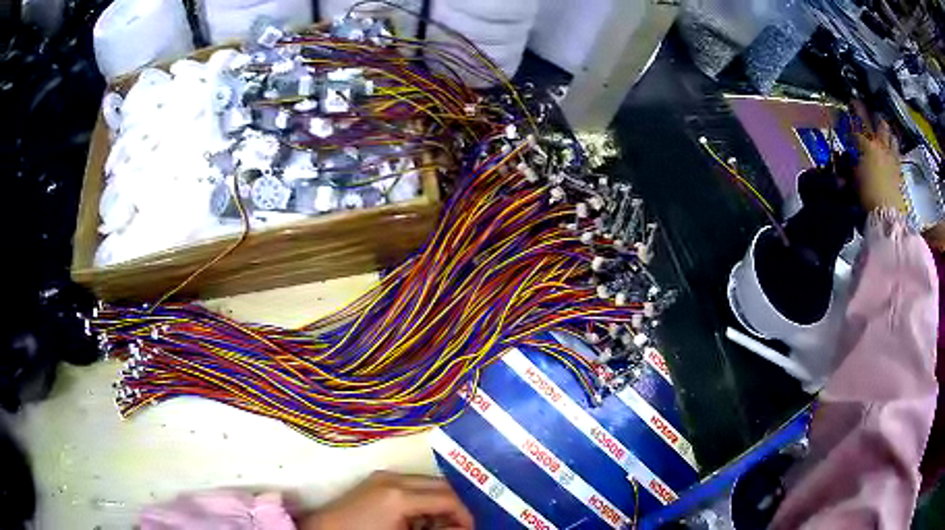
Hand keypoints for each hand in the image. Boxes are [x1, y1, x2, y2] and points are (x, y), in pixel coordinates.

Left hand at [297, 471, 473, 529]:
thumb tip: (463, 528)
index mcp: (400, 494)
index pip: (448, 498)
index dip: (465, 515)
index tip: (469, 529)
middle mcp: (394, 478)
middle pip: (441, 485)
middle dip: (453, 507)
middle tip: (456, 528)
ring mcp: (383, 476)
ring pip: (426, 483)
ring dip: (437, 503)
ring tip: (433, 526)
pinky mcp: (376, 480)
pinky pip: (411, 485)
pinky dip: (421, 500)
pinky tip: (416, 519)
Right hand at [851, 105, 906, 212]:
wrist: (888, 214)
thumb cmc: (867, 196)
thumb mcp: (853, 180)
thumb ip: (849, 166)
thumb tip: (843, 158)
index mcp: (866, 145)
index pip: (855, 127)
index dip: (849, 118)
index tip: (845, 111)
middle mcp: (879, 145)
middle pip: (875, 123)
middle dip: (869, 114)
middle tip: (864, 107)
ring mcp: (891, 155)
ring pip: (889, 134)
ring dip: (885, 128)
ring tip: (882, 125)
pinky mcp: (899, 168)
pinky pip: (896, 150)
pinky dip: (893, 144)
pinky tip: (892, 143)